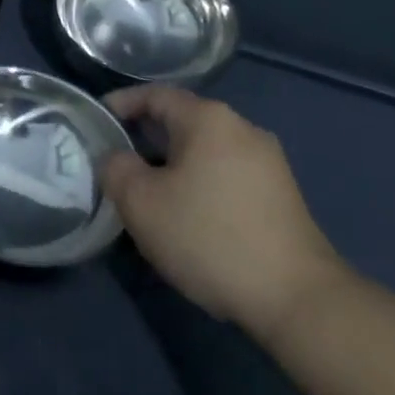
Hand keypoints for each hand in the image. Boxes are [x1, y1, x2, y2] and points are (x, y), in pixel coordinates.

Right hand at [100, 85, 351, 339]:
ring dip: (173, 165)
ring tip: (149, 195)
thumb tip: (117, 159)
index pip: (154, 94)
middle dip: (146, 139)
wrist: (298, 299)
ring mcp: (268, 162)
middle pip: (182, 121)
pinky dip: (201, 184)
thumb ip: (116, 169)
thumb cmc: (210, 238)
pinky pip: (227, 175)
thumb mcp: (142, 204)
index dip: (121, 104)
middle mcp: (242, 128)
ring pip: (205, 151)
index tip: (96, 122)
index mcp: (209, 118)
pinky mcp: (282, 195)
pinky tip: (190, 218)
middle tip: (117, 164)